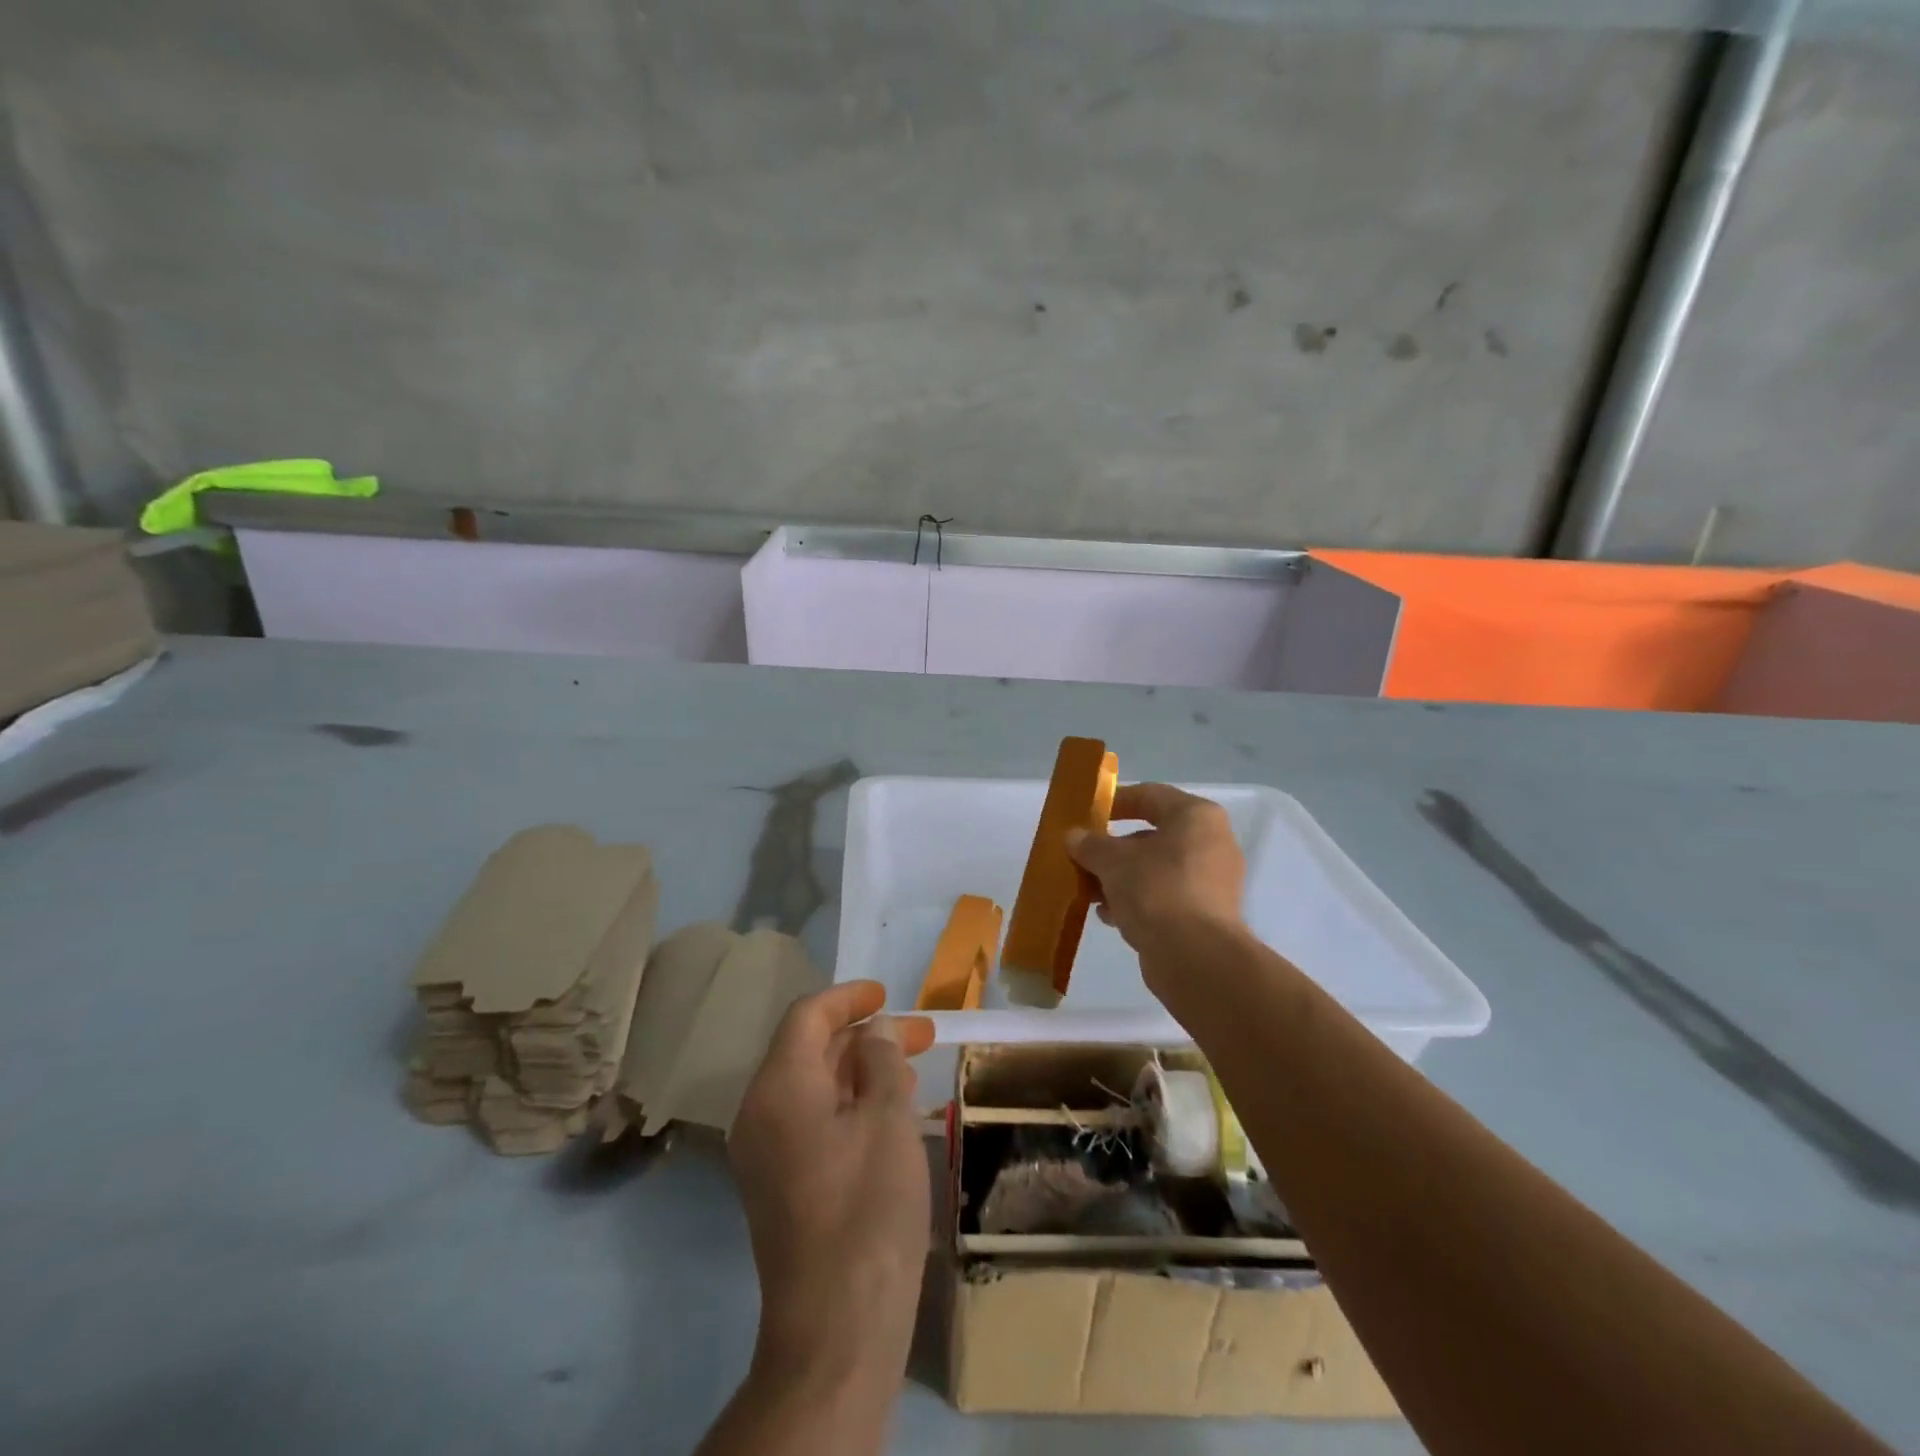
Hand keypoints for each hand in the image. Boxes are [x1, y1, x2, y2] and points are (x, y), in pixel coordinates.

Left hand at [729, 981, 935, 1394]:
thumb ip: (882, 1061)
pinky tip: (890, 1116)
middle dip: (865, 1037)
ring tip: (912, 1071)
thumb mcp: (887, 1120)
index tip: (887, 994)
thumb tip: (875, 1031)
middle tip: (920, 1035)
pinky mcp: (779, 1186)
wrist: (836, 1327)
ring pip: (814, 1087)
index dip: (848, 998)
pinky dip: (850, 1105)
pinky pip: (812, 1122)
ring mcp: (766, 1153)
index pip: (807, 1017)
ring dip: (861, 1071)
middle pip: (811, 1050)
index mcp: (779, 1087)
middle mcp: (761, 1112)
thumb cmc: (867, 1208)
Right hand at [1067, 782, 1247, 964]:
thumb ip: (1090, 844)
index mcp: (1196, 816)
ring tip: (1089, 892)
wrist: (1195, 958)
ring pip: (1156, 869)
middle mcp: (1212, 842)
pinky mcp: (1207, 914)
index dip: (1115, 801)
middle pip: (1152, 835)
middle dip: (1113, 849)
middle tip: (1082, 858)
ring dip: (1121, 878)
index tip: (1087, 814)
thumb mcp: (1112, 861)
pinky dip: (1138, 901)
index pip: (1150, 795)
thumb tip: (1074, 836)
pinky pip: (1165, 896)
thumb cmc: (1156, 890)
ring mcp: (1213, 881)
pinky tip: (1109, 916)